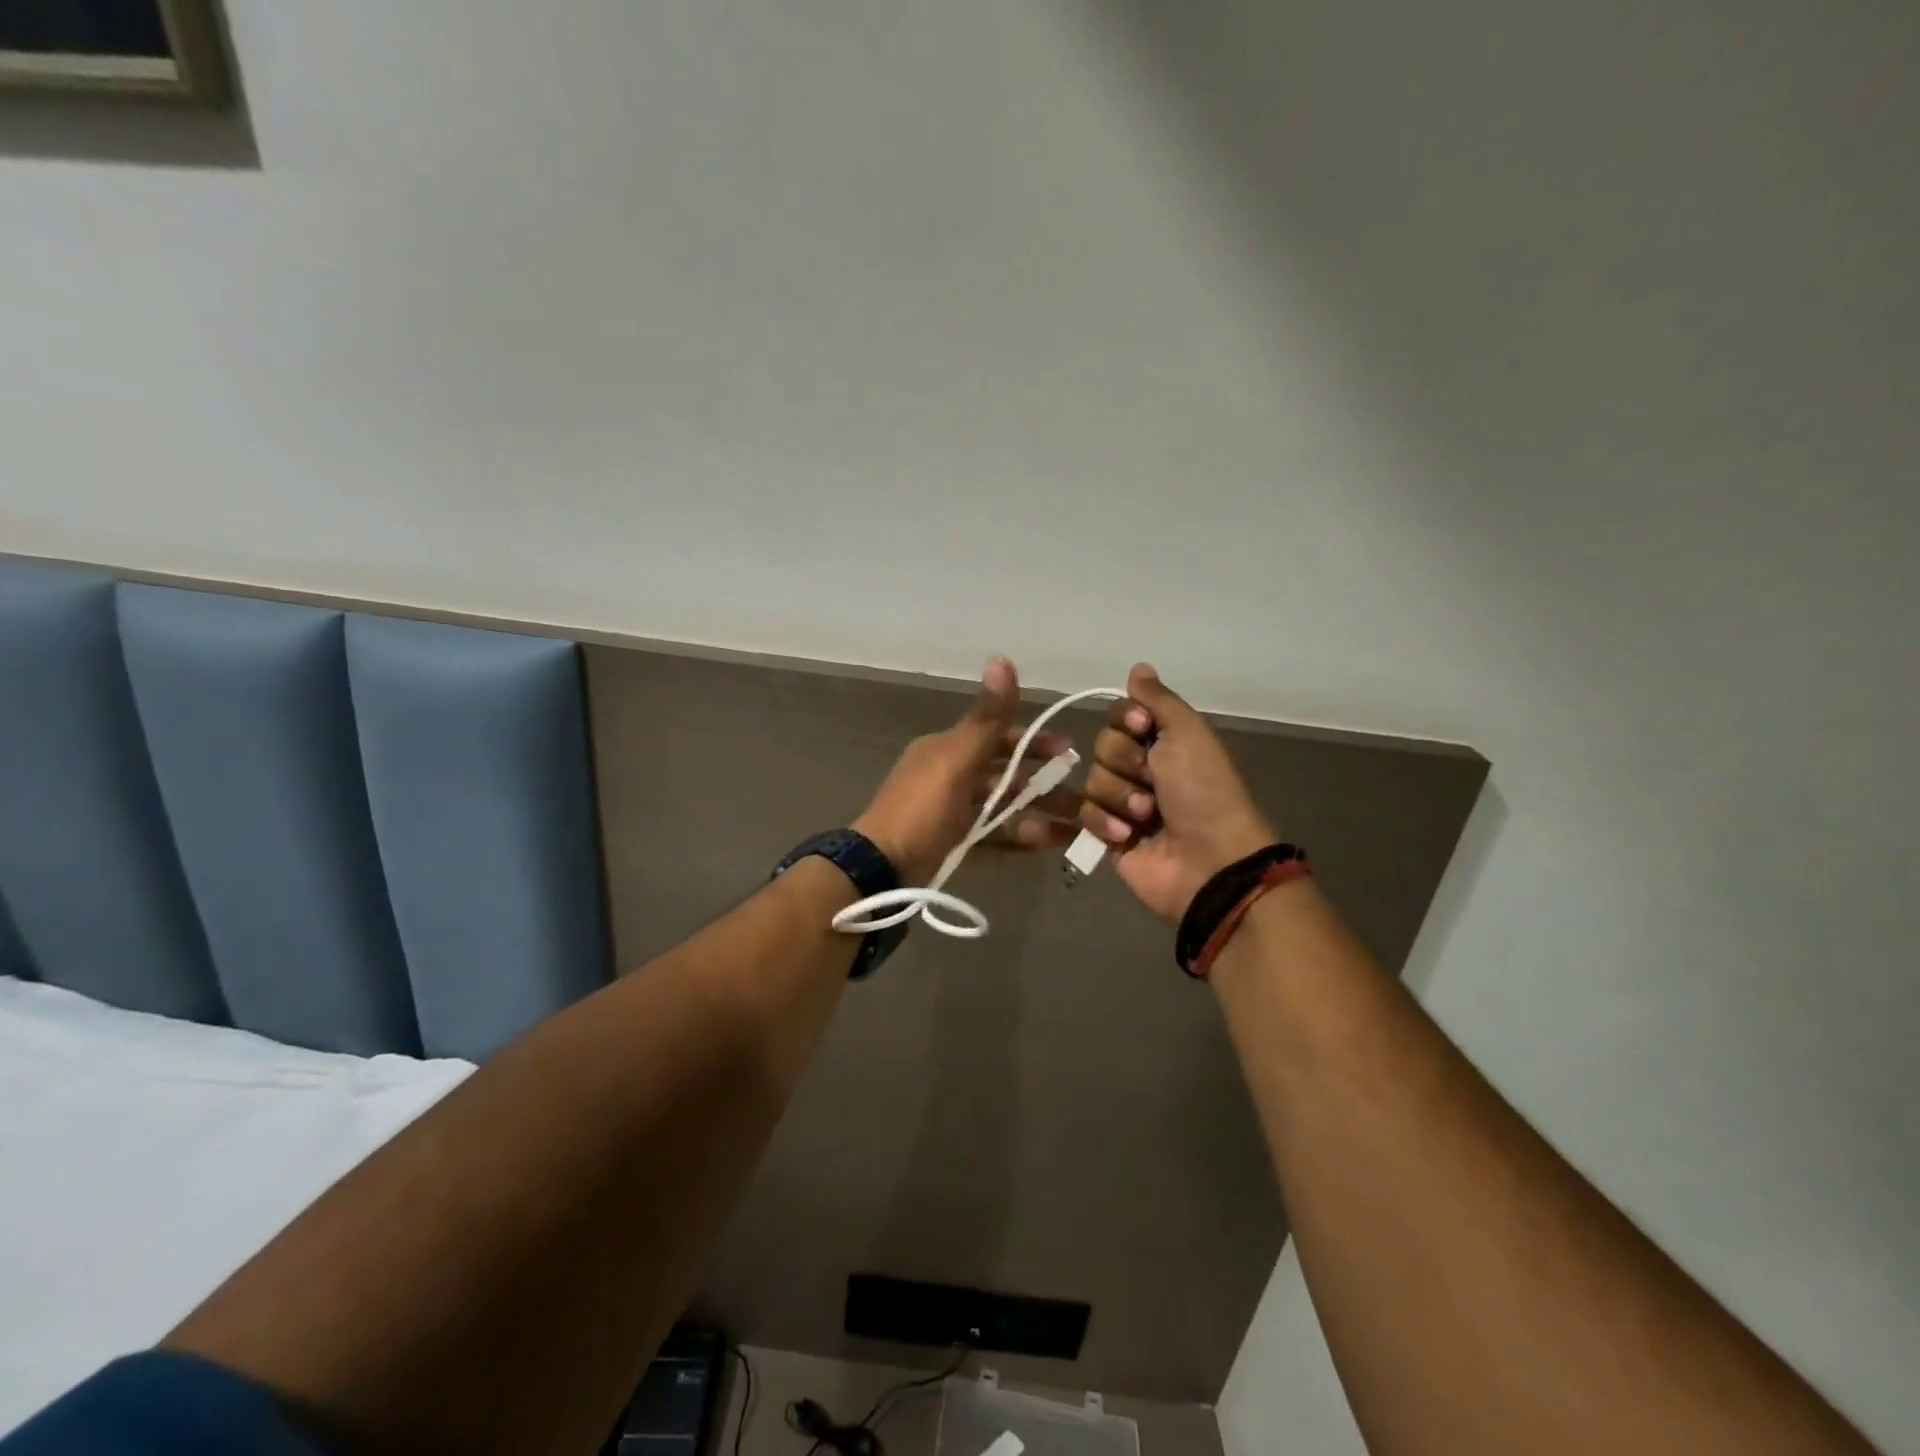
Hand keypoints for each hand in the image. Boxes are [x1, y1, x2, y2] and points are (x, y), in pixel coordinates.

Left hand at [855, 658, 1080, 884]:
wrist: (881, 868)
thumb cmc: (922, 808)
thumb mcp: (957, 759)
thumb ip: (987, 717)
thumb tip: (1002, 658)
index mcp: (947, 750)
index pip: (998, 737)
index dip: (1034, 741)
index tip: (1068, 750)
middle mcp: (950, 776)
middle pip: (1005, 776)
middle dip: (1044, 784)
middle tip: (1082, 796)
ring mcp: (952, 814)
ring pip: (1003, 809)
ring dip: (1038, 815)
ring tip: (1076, 828)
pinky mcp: (953, 846)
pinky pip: (994, 839)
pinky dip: (1020, 840)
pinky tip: (1050, 845)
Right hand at [1080, 663, 1275, 923]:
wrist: (1209, 861)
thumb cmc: (1204, 792)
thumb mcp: (1188, 733)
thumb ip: (1158, 699)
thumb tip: (1138, 667)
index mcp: (1165, 741)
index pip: (1121, 714)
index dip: (1127, 721)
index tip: (1144, 730)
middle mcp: (1143, 767)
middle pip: (1103, 745)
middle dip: (1124, 762)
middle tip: (1153, 780)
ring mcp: (1123, 803)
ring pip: (1092, 779)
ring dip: (1120, 796)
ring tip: (1147, 816)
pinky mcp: (1107, 835)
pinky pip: (1084, 814)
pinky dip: (1106, 823)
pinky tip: (1129, 836)